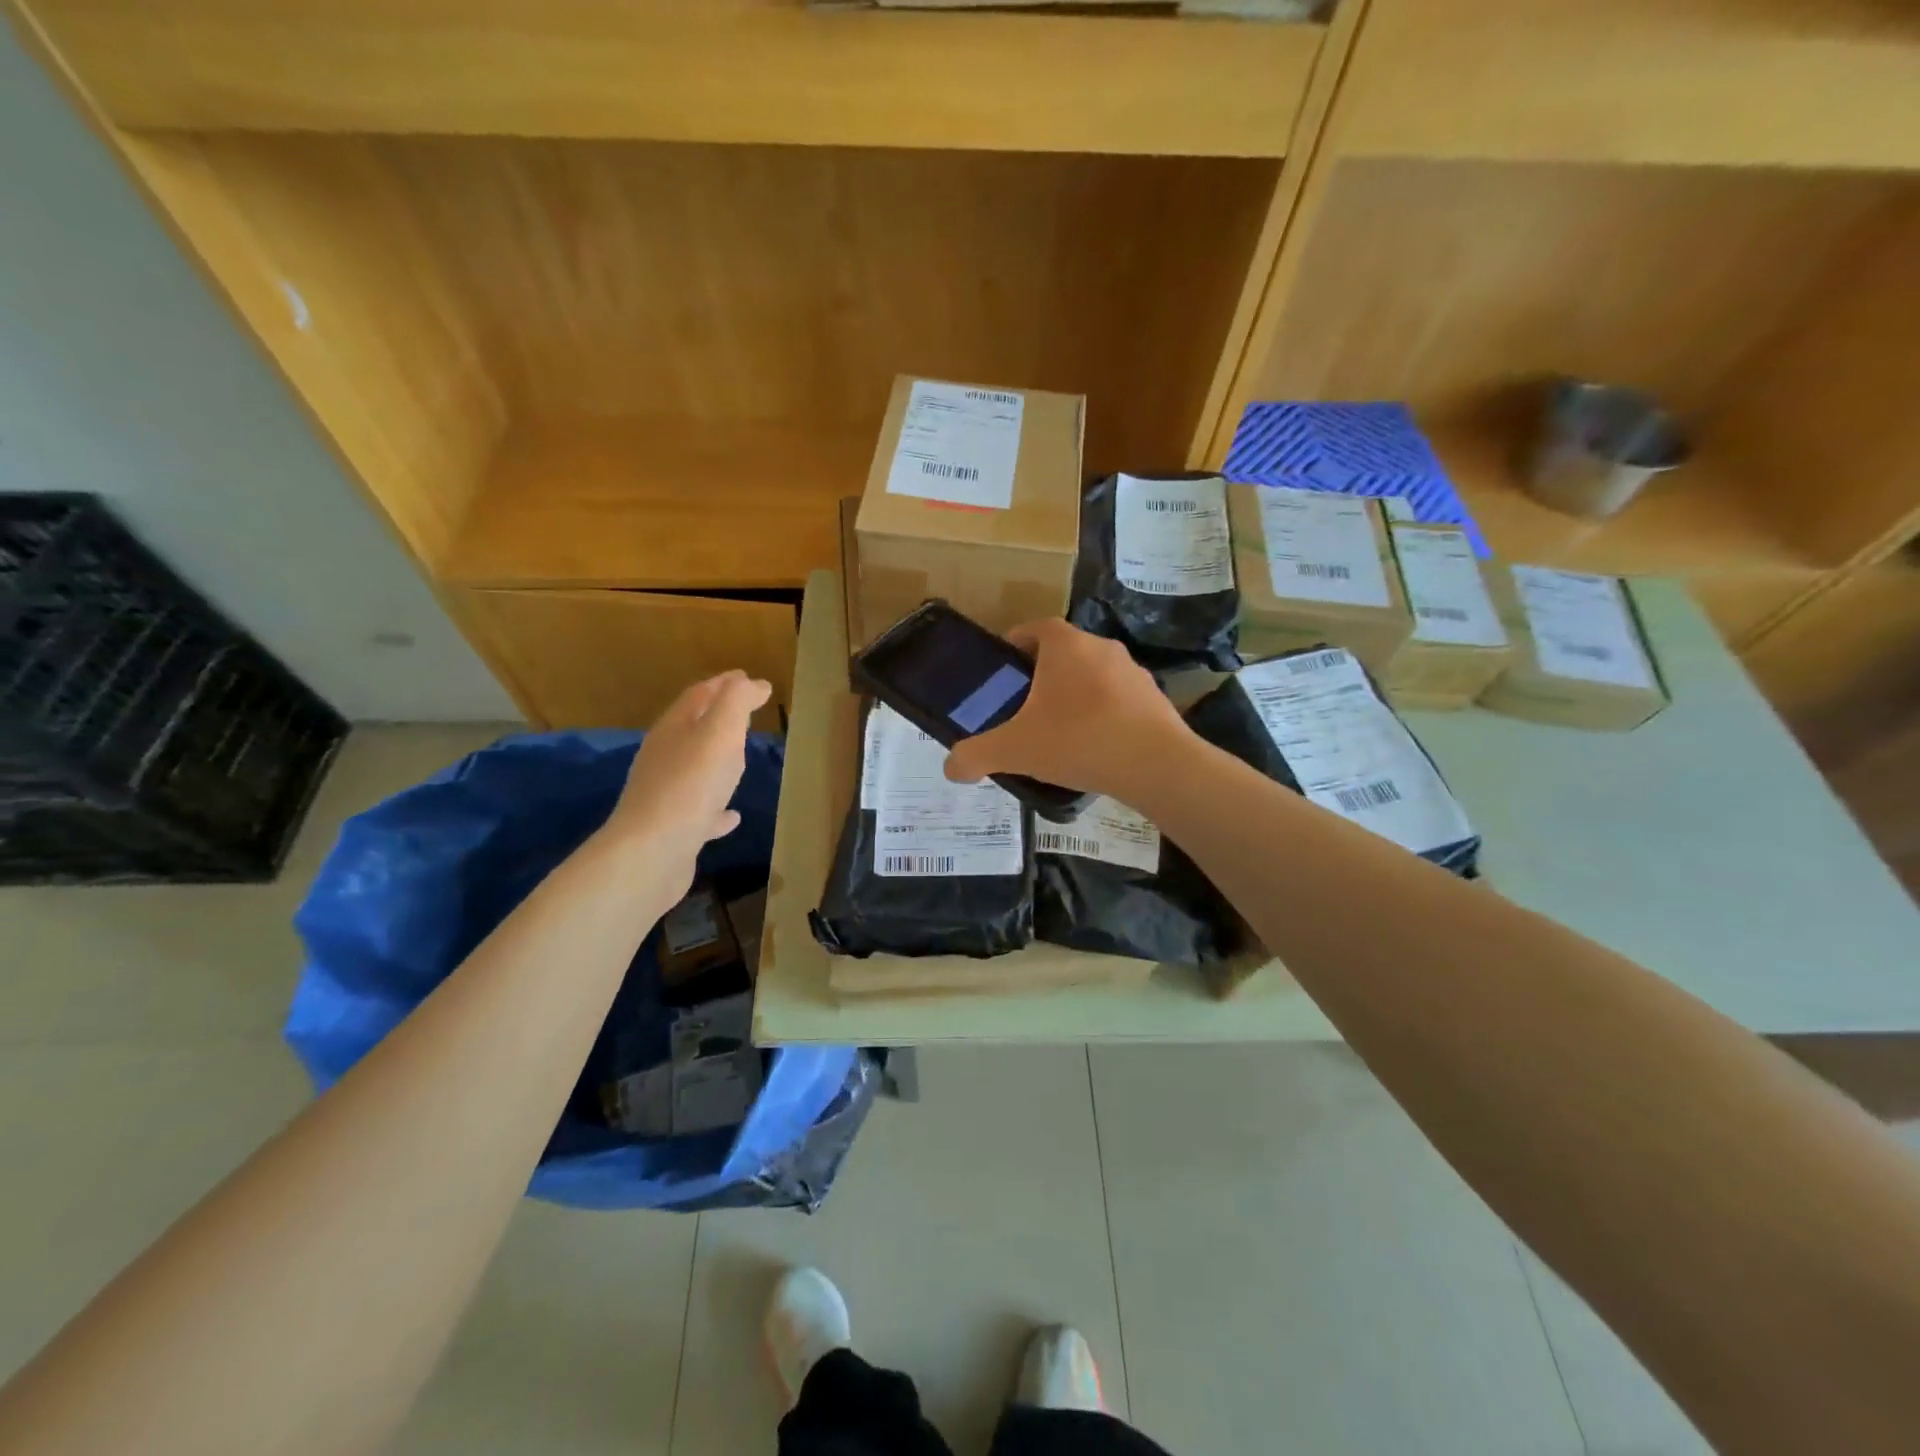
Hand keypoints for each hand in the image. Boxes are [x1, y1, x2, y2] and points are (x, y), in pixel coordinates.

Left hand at [606, 670, 772, 892]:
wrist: (652, 853)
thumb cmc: (690, 785)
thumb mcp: (720, 732)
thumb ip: (736, 702)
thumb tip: (750, 682)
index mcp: (674, 729)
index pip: (700, 695)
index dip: (725, 684)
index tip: (751, 680)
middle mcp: (665, 757)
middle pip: (693, 728)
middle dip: (720, 717)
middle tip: (748, 713)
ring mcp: (667, 794)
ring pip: (695, 768)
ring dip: (717, 760)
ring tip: (741, 758)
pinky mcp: (674, 828)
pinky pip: (701, 810)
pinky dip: (718, 807)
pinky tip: (733, 816)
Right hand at [942, 619, 1188, 801]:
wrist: (1155, 764)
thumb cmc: (1078, 740)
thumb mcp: (1015, 749)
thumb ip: (976, 755)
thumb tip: (950, 768)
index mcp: (1065, 646)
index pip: (1035, 627)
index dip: (1017, 642)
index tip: (1006, 668)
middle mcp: (1101, 647)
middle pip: (1065, 652)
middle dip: (1044, 673)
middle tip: (1026, 706)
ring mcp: (1134, 671)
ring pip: (1094, 674)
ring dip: (1077, 693)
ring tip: (1061, 730)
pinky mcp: (1155, 698)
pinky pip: (1119, 698)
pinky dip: (1104, 713)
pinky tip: (1095, 746)